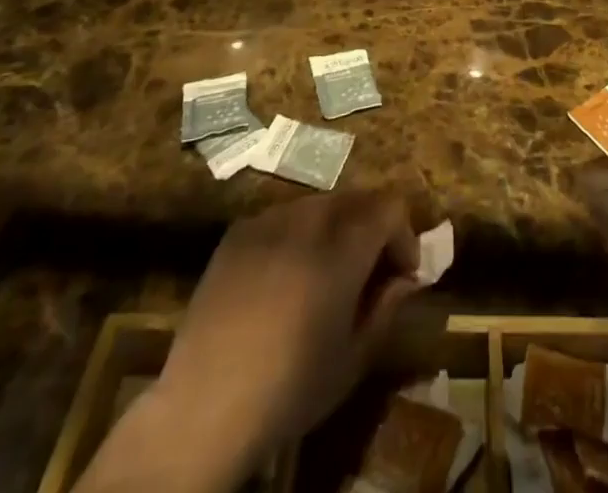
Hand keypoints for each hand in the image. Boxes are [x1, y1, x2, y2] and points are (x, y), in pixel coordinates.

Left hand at [79, 190, 420, 492]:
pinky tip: (284, 276)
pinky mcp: (237, 233)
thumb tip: (404, 277)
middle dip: (371, 227)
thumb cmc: (289, 389)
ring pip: (318, 204)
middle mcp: (307, 220)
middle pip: (355, 199)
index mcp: (342, 248)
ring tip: (326, 272)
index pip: (389, 206)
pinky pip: (281, 217)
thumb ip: (386, 307)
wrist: (202, 408)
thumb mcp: (353, 359)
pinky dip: (296, 234)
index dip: (403, 234)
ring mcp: (268, 221)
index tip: (401, 273)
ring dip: (335, 228)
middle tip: (369, 270)